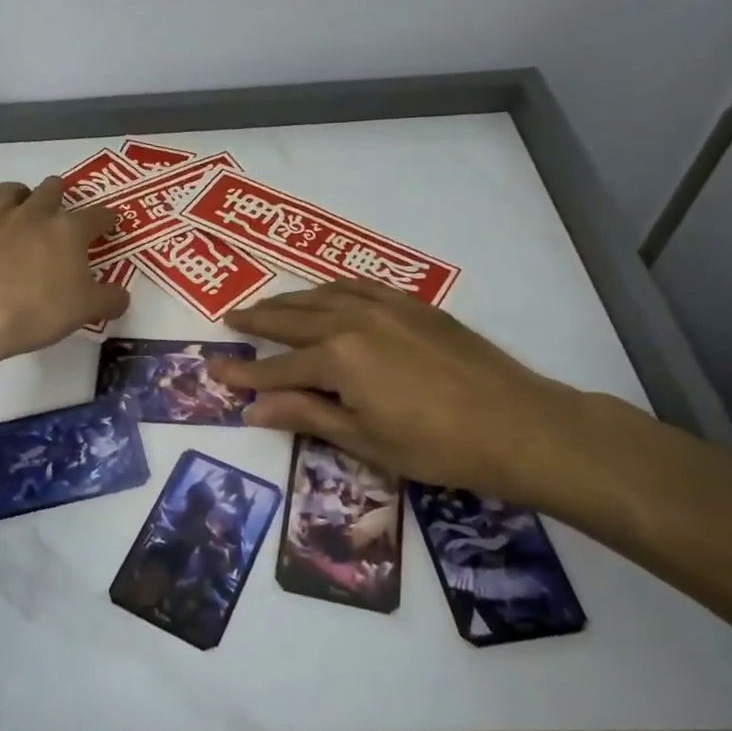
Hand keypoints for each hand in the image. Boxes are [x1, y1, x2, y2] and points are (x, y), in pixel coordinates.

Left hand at [0, 178, 128, 366]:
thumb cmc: (36, 310)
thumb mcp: (84, 311)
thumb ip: (108, 300)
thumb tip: (121, 296)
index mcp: (67, 229)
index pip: (97, 215)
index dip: (107, 218)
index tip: (110, 224)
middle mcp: (32, 214)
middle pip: (51, 189)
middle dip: (60, 195)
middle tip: (61, 212)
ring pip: (10, 191)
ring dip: (20, 196)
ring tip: (23, 211)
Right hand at [210, 280, 608, 509]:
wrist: (518, 424)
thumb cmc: (436, 445)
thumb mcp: (362, 439)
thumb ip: (305, 415)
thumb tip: (253, 408)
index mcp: (337, 358)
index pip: (277, 367)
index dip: (244, 372)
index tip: (213, 370)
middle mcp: (353, 320)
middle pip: (293, 318)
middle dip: (258, 320)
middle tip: (230, 318)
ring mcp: (386, 306)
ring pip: (323, 295)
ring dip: (290, 299)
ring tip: (268, 304)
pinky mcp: (414, 304)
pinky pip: (359, 285)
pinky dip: (331, 288)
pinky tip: (326, 293)